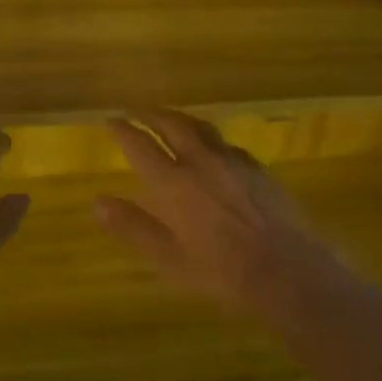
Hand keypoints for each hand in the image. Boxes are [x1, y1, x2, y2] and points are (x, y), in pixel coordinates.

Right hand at [93, 110, 341, 310]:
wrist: (285, 268)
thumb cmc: (220, 270)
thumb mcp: (168, 258)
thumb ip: (133, 227)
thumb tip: (97, 202)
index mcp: (173, 183)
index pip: (141, 146)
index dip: (123, 130)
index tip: (111, 120)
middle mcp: (200, 162)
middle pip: (172, 125)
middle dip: (151, 114)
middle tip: (138, 110)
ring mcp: (232, 161)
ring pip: (201, 128)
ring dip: (181, 119)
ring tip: (171, 119)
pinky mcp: (257, 168)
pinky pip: (227, 144)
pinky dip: (210, 140)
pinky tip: (213, 149)